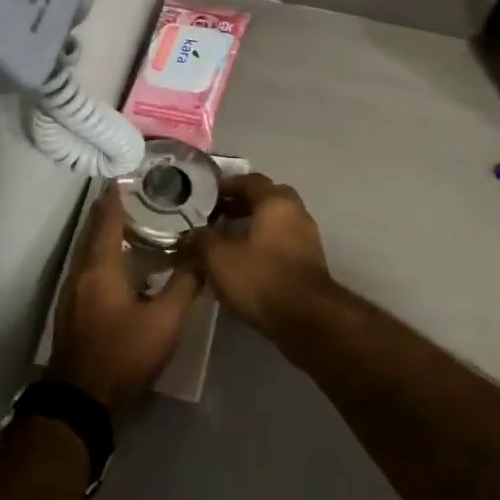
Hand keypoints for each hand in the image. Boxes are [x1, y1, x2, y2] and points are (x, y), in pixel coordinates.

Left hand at [48, 185, 202, 414]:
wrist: (81, 401)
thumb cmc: (123, 354)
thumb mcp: (165, 321)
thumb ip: (185, 285)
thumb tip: (202, 257)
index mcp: (101, 266)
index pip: (107, 218)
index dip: (117, 195)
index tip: (130, 175)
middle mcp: (81, 270)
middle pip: (93, 229)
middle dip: (111, 208)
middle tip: (137, 193)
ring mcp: (72, 290)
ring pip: (88, 247)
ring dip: (105, 230)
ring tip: (132, 220)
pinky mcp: (72, 307)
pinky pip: (86, 264)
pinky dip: (101, 250)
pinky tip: (119, 258)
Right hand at [191, 173, 335, 339]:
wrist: (307, 319)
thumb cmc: (261, 278)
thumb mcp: (218, 258)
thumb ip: (200, 240)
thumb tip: (188, 235)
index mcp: (276, 201)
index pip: (250, 180)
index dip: (227, 186)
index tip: (206, 197)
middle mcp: (296, 212)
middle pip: (266, 199)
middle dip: (241, 205)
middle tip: (217, 217)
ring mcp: (307, 238)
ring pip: (276, 222)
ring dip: (253, 227)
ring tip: (227, 243)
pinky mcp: (310, 263)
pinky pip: (283, 243)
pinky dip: (264, 246)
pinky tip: (246, 264)